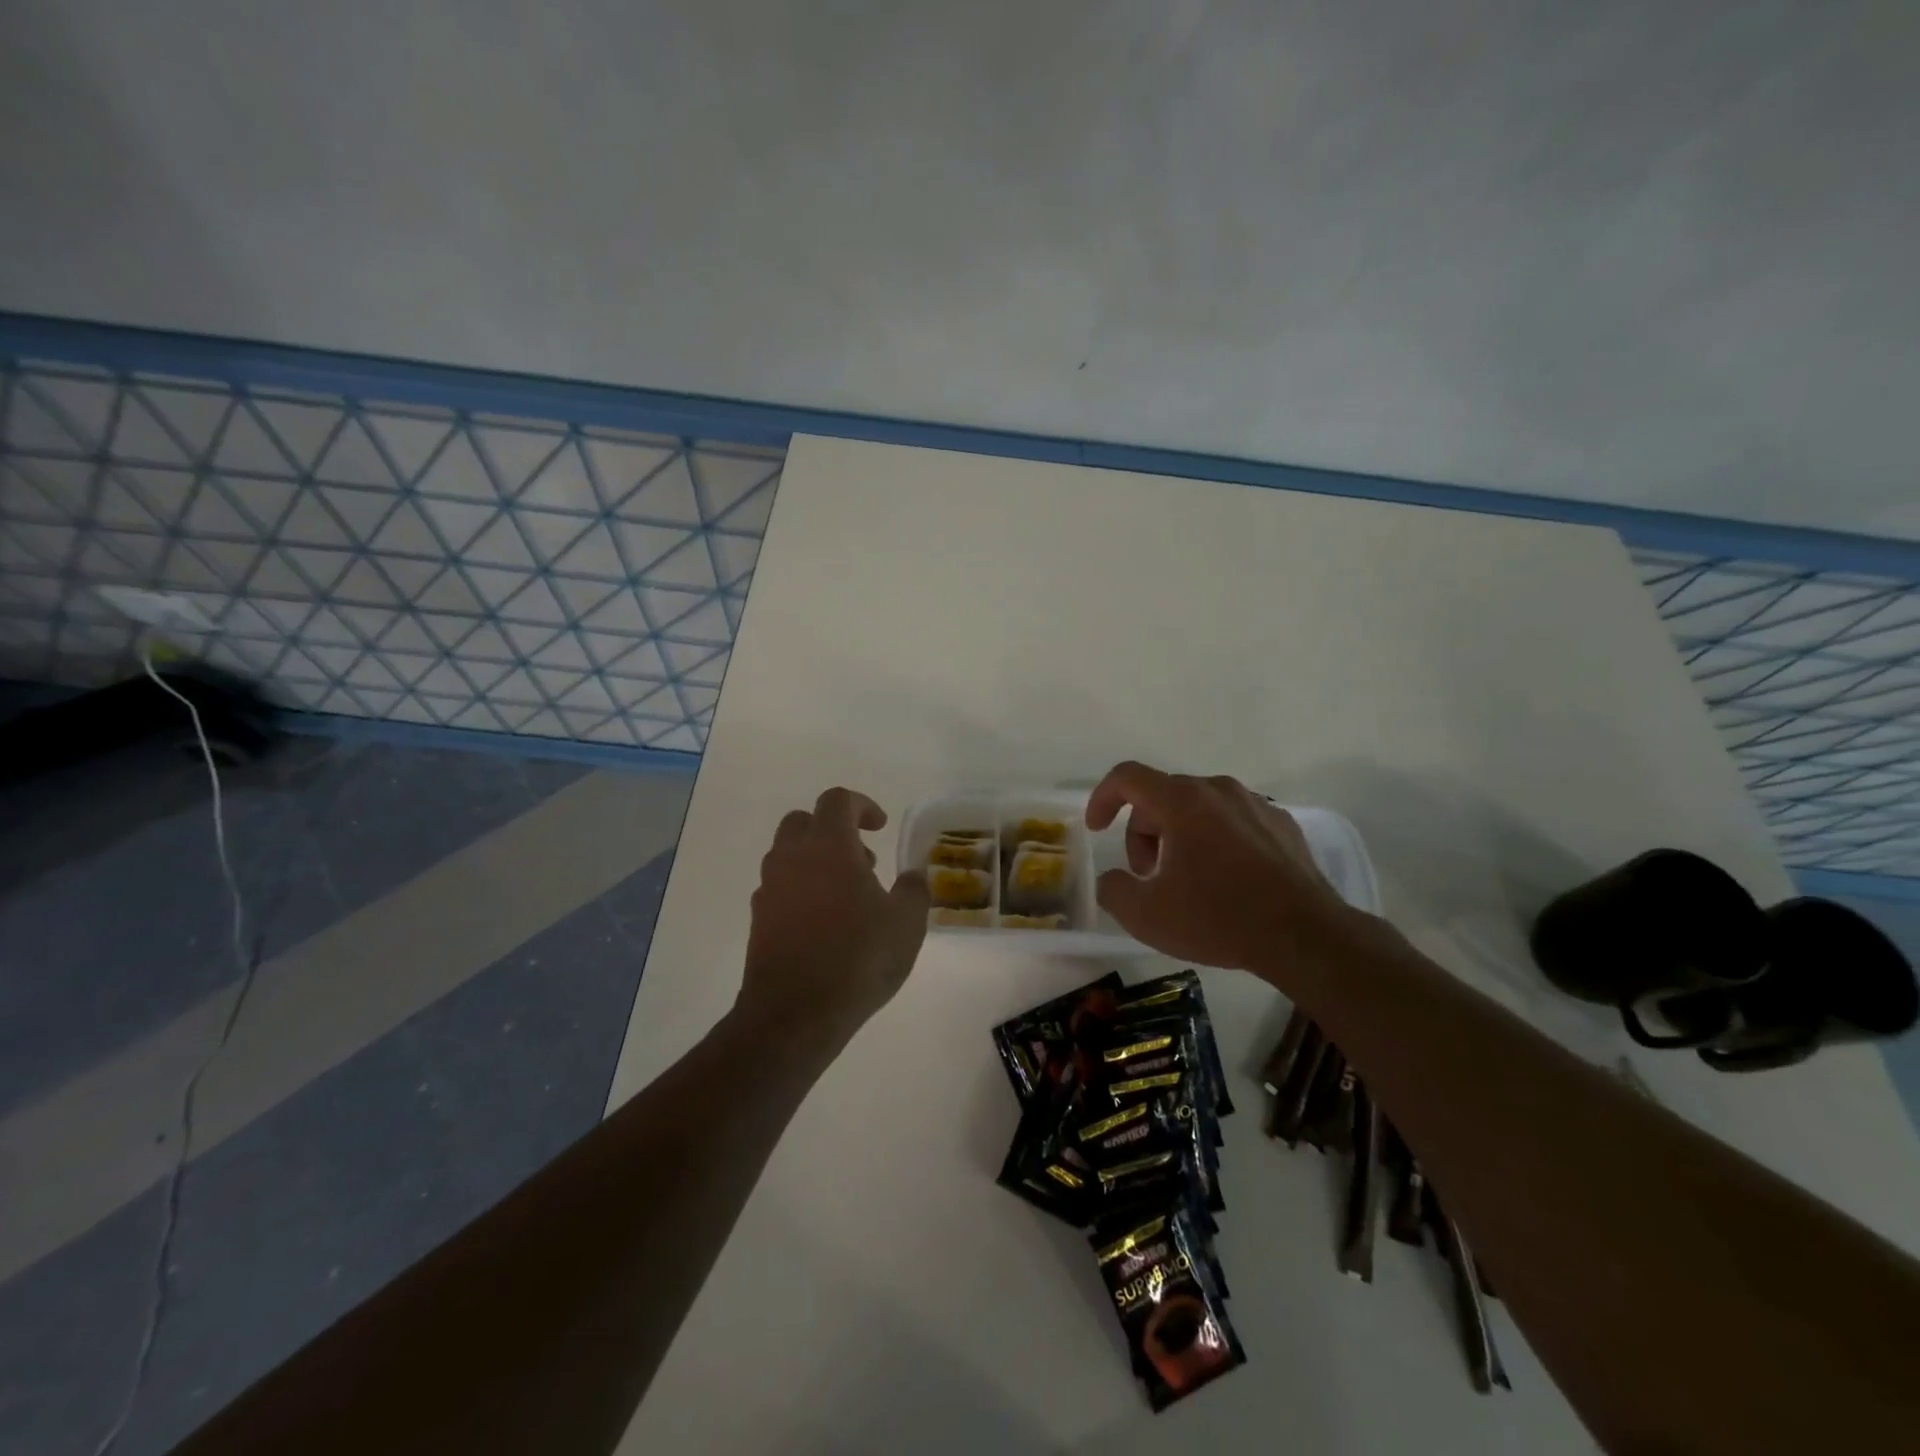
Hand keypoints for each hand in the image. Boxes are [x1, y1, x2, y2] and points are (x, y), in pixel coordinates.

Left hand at [738, 787, 930, 1046]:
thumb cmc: (857, 959)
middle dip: (833, 829)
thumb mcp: (906, 924)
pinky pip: (779, 887)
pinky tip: (823, 922)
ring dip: (816, 860)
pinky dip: (800, 889)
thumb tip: (912, 876)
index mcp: (828, 847)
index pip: (837, 800)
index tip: (881, 827)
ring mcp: (770, 888)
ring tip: (848, 895)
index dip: (862, 805)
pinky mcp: (758, 919)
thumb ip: (914, 890)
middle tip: (862, 859)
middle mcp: (792, 858)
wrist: (793, 1014)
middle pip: (804, 820)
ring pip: (787, 854)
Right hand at [1085, 761, 1349, 971]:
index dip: (1103, 798)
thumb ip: (1114, 890)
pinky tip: (1226, 881)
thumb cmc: (1219, 918)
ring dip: (1179, 836)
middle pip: (1162, 796)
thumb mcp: (1146, 916)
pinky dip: (1216, 841)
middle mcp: (1218, 790)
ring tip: (1187, 881)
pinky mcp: (1283, 825)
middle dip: (1143, 832)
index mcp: (1182, 801)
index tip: (1097, 830)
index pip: (1128, 777)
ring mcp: (1256, 805)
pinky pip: (1233, 821)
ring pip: (1199, 807)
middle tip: (1149, 875)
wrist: (1305, 937)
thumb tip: (1113, 880)